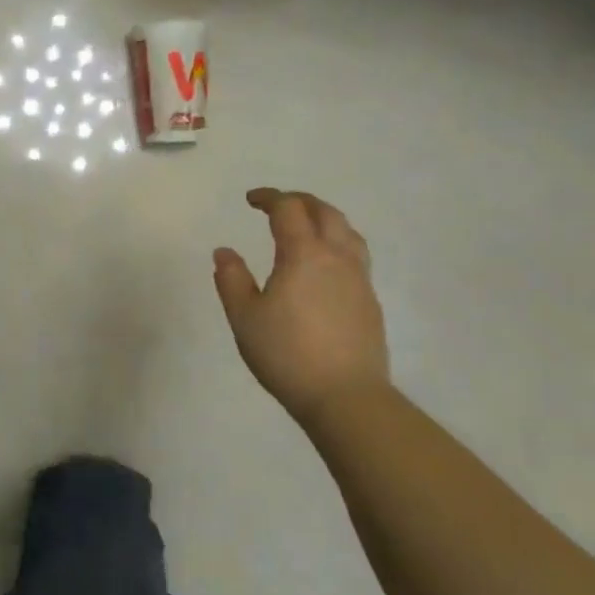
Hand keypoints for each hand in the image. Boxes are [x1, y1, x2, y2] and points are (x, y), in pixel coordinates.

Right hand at [213, 189, 389, 423]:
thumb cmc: (287, 354)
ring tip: (306, 227)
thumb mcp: (244, 318)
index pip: (288, 210)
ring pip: (347, 231)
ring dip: (324, 219)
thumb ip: (231, 280)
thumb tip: (224, 252)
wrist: (346, 396)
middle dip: (299, 201)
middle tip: (277, 206)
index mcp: (303, 255)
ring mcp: (359, 279)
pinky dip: (337, 243)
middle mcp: (336, 258)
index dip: (269, 198)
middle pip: (324, 212)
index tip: (251, 199)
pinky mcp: (370, 301)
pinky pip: (355, 255)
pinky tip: (324, 265)